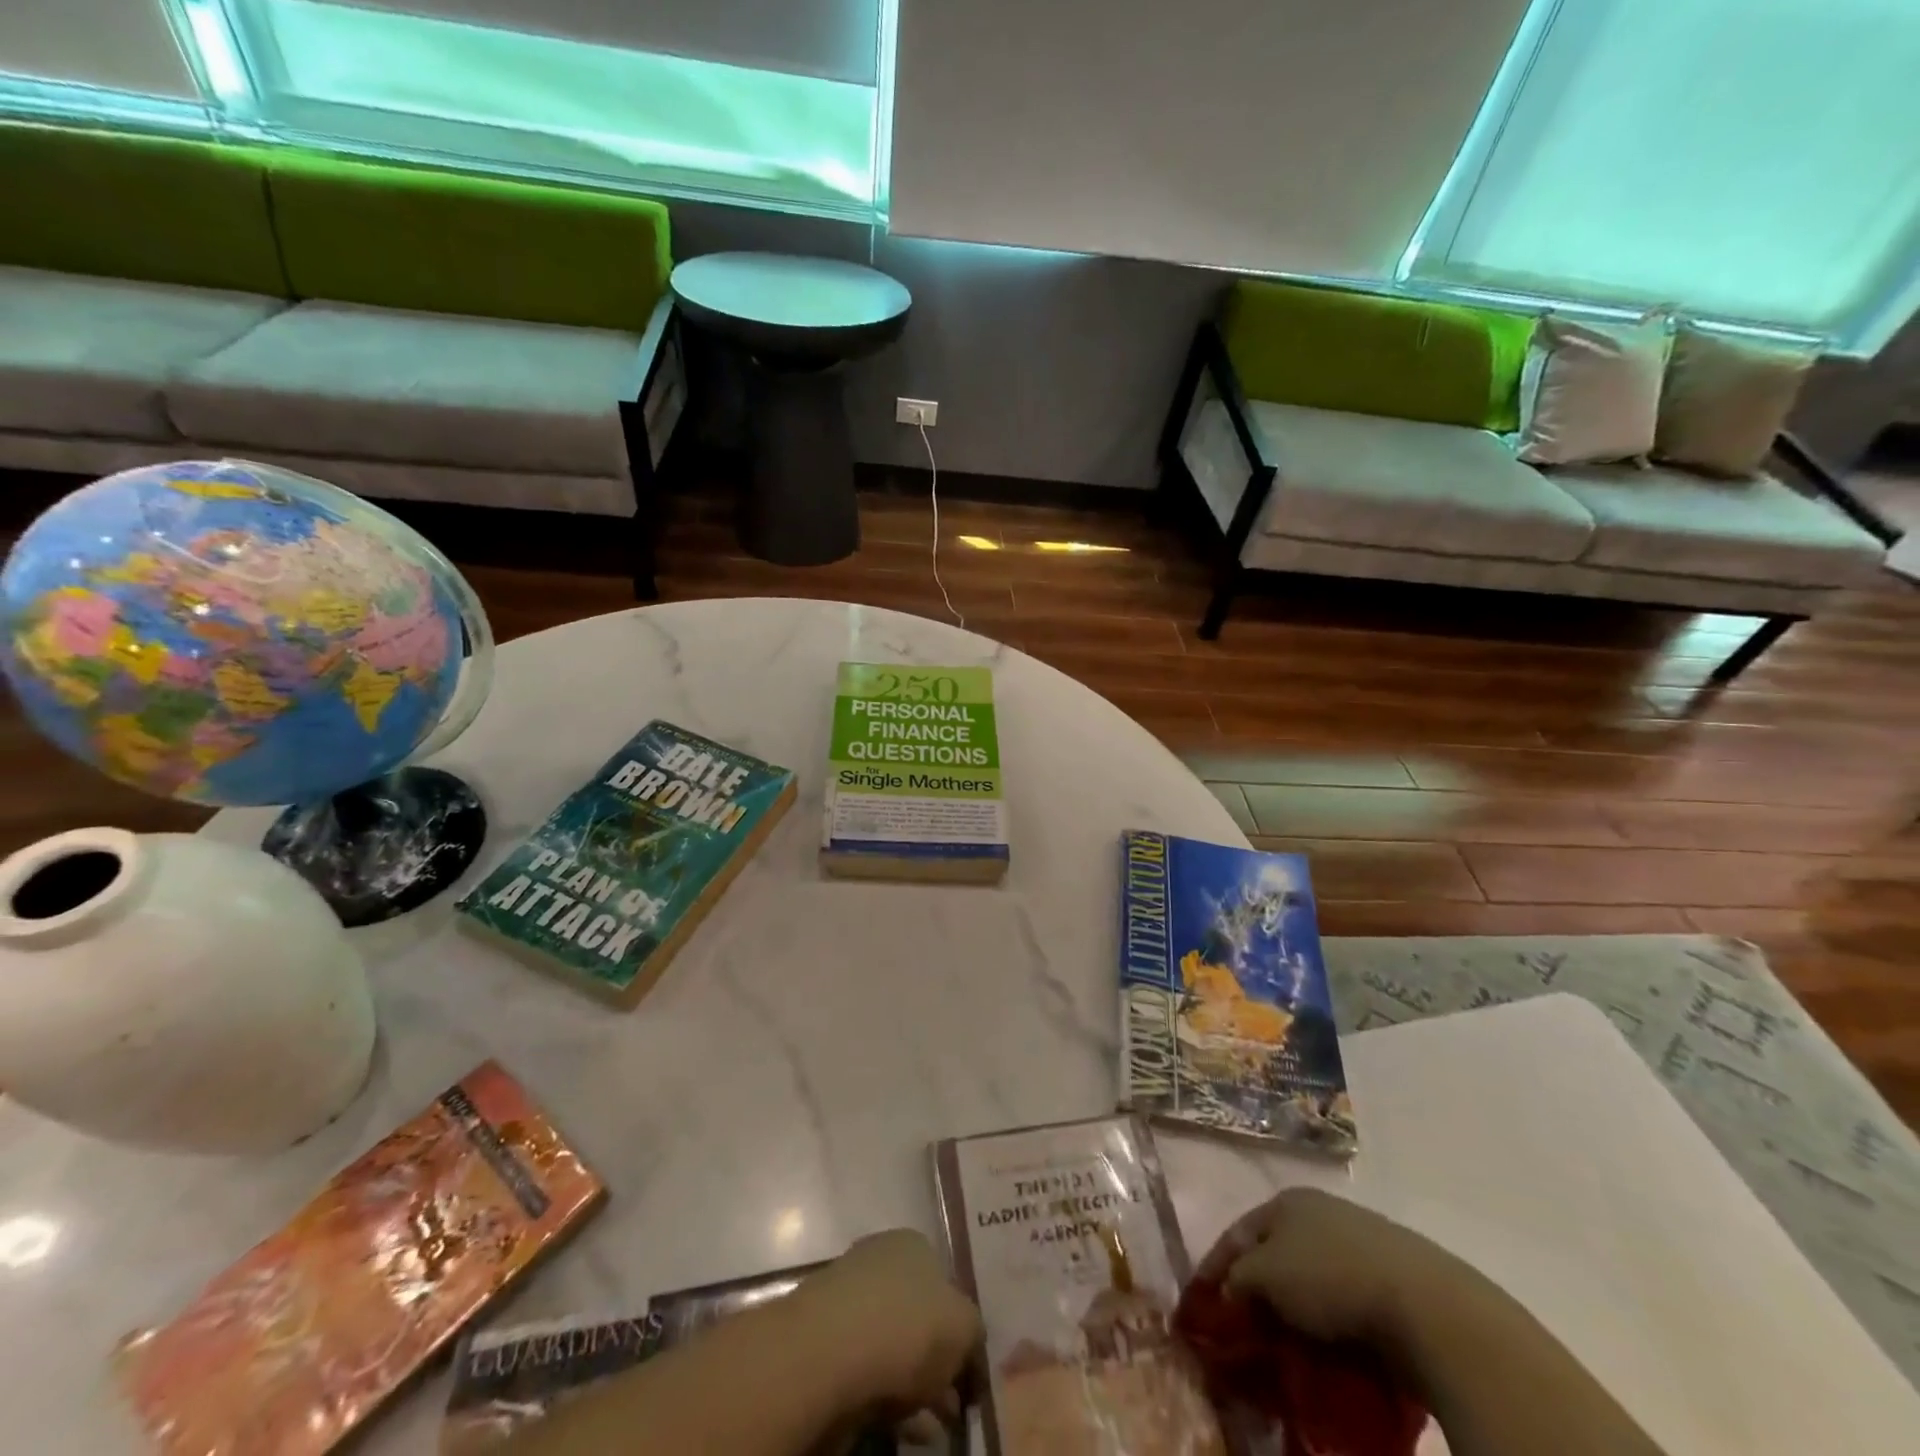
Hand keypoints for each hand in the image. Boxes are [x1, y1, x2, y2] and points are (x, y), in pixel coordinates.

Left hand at [793, 1229, 982, 1415]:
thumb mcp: (964, 1326)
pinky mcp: (827, 1340)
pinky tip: (903, 1427)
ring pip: (893, 1347)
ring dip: (915, 1386)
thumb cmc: (907, 1325)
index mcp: (915, 1244)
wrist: (829, 1351)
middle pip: (919, 1316)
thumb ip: (974, 1333)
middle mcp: (882, 1261)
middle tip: (953, 1405)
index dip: (961, 1327)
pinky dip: (887, 1399)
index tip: (969, 1370)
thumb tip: (971, 1347)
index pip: (945, 1281)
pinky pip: (868, 1371)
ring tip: (932, 1427)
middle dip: (938, 1363)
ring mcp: (850, 1298)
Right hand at [1195, 1188, 1457, 1347]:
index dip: (1215, 1266)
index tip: (1201, 1304)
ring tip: (1286, 1346)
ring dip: (1295, 1308)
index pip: (1237, 1232)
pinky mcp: (1391, 1275)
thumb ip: (1238, 1279)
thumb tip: (1229, 1291)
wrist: (1425, 1305)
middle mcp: (1318, 1210)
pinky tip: (1328, 1347)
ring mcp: (1358, 1239)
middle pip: (1275, 1252)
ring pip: (1310, 1277)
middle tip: (1244, 1329)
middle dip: (1257, 1289)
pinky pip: (1344, 1299)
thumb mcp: (1267, 1276)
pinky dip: (1330, 1321)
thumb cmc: (1330, 1277)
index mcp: (1285, 1199)